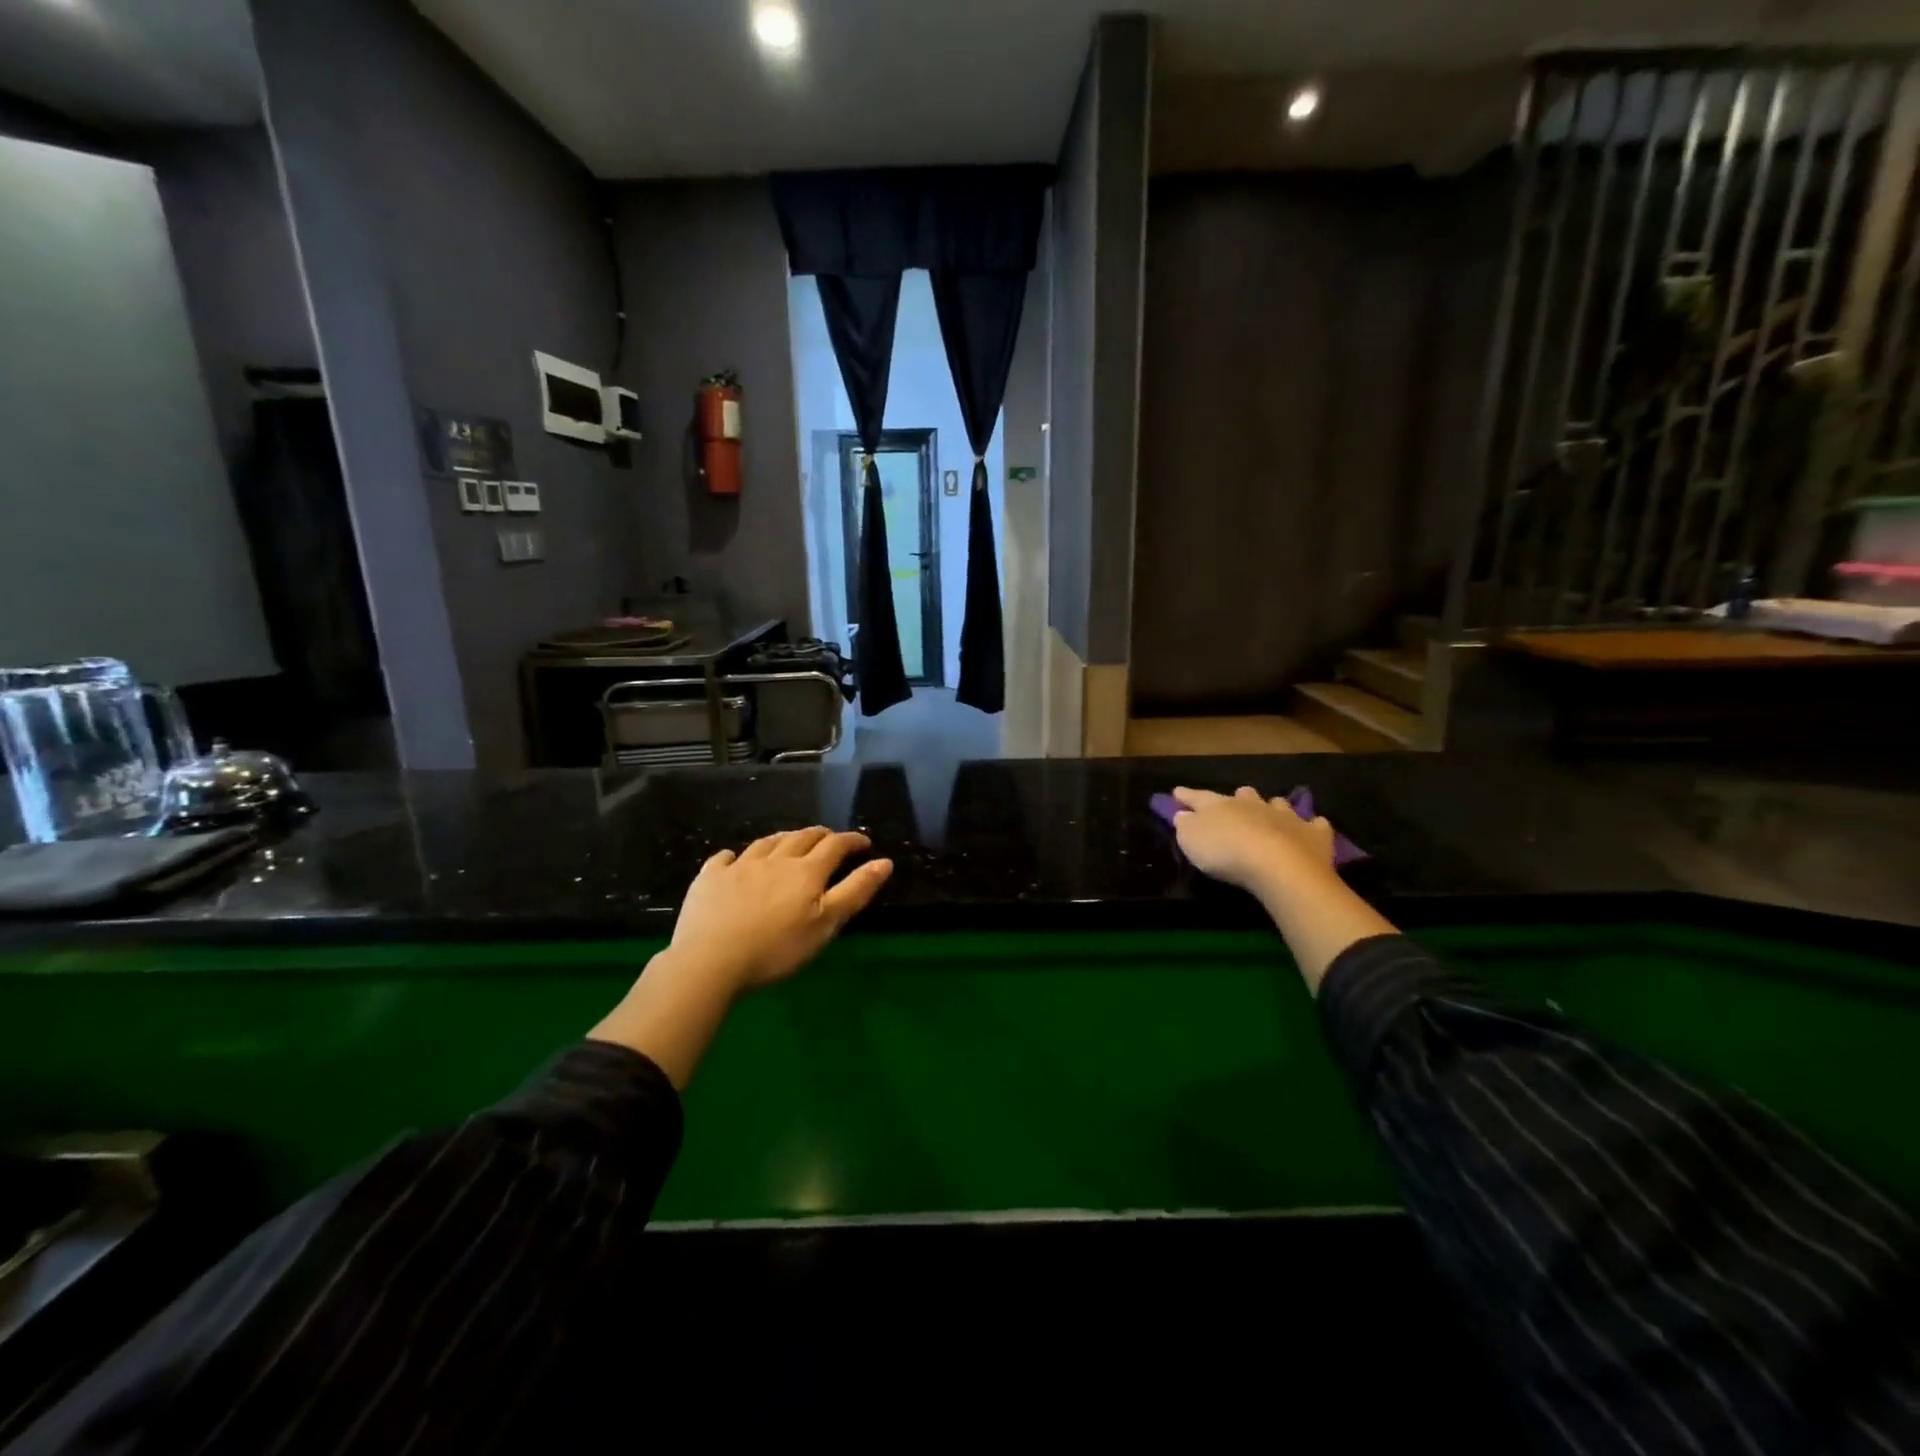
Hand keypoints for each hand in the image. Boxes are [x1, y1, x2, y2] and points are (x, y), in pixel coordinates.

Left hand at [590, 827, 892, 1087]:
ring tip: (789, 842)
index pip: (835, 845)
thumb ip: (856, 891)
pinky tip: (735, 860)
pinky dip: (735, 856)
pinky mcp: (709, 878)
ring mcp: (739, 866)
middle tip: (830, 840)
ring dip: (783, 839)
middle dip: (820, 835)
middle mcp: (775, 860)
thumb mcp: (826, 924)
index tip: (864, 843)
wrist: (711, 960)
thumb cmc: (777, 948)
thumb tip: (884, 862)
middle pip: (801, 838)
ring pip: (766, 842)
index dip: (852, 840)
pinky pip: (725, 858)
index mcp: (806, 871)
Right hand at [1170, 786, 1336, 904]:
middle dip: (1238, 797)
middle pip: (1244, 795)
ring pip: (1279, 804)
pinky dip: (1313, 826)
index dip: (1186, 795)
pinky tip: (1314, 827)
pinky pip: (1315, 825)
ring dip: (1274, 807)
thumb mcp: (1191, 840)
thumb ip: (1185, 825)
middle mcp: (1253, 805)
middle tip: (1236, 799)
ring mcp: (1286, 817)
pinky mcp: (1313, 835)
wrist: (1278, 865)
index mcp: (1220, 805)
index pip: (1198, 797)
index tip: (1177, 792)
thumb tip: (1183, 814)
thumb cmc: (1226, 852)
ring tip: (1274, 811)